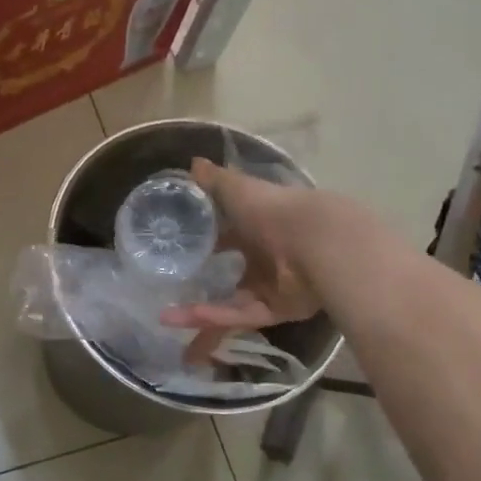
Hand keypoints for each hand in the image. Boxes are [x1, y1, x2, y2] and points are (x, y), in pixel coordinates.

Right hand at [162, 157, 321, 359]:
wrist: (314, 240)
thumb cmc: (273, 210)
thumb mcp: (237, 190)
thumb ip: (214, 181)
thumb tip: (193, 163)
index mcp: (259, 228)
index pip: (229, 237)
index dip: (208, 242)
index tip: (181, 249)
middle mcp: (266, 258)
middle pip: (231, 275)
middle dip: (204, 285)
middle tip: (170, 293)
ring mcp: (272, 287)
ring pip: (231, 303)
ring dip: (199, 311)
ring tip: (166, 318)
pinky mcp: (277, 310)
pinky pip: (241, 316)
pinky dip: (214, 317)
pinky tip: (184, 317)